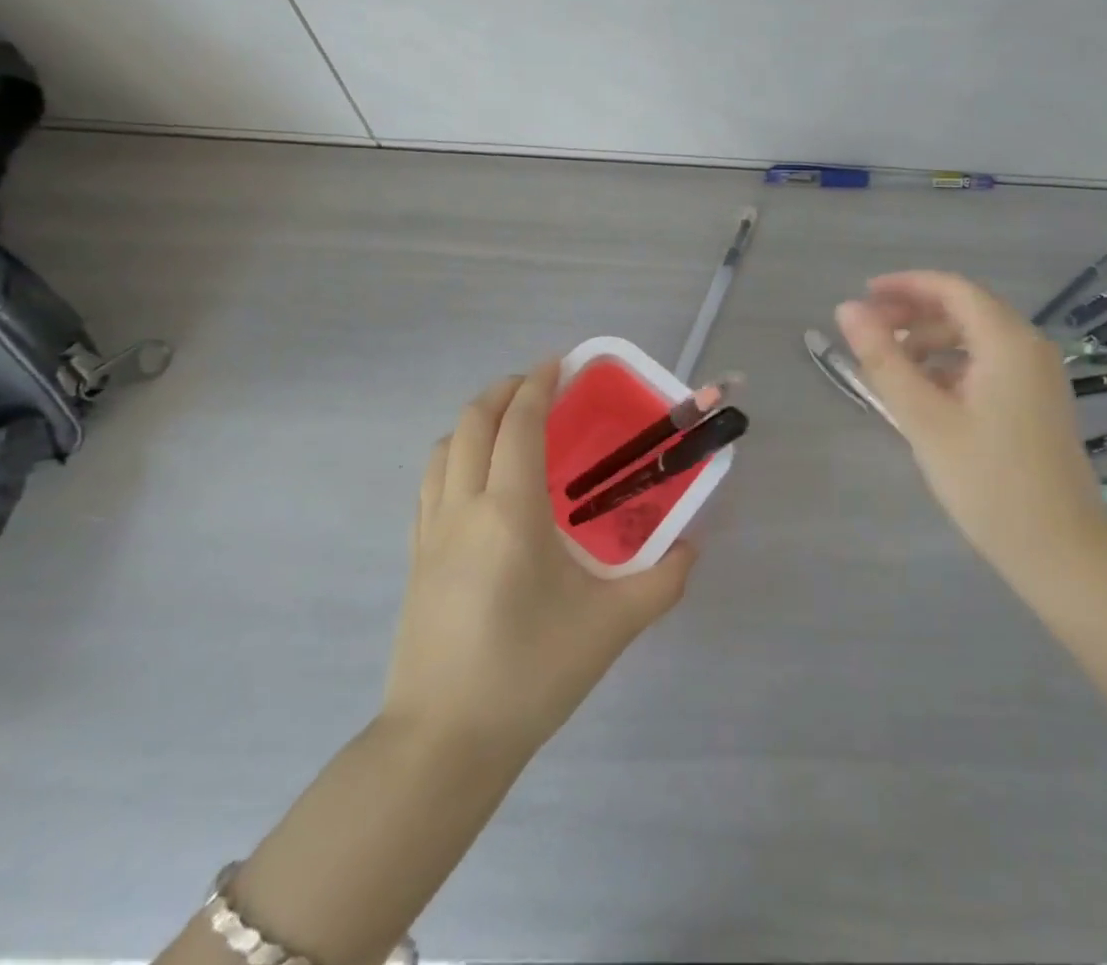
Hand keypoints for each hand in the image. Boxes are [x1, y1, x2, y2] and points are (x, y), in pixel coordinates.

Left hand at [385, 361, 695, 760]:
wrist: (443, 744)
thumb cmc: (530, 674)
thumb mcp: (611, 627)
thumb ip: (662, 581)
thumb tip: (691, 548)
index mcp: (510, 511)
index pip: (519, 423)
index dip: (539, 383)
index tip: (560, 362)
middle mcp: (463, 507)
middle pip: (474, 422)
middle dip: (504, 390)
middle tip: (539, 384)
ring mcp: (430, 531)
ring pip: (445, 448)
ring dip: (476, 420)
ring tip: (509, 423)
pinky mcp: (415, 558)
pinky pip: (430, 483)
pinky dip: (455, 455)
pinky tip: (479, 479)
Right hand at [835, 271, 1106, 584]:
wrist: (1060, 550)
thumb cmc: (987, 480)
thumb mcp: (923, 417)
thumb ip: (883, 359)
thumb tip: (846, 309)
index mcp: (1007, 341)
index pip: (952, 288)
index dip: (905, 286)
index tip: (864, 296)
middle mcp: (1028, 347)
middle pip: (964, 310)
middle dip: (913, 314)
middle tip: (869, 333)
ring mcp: (1037, 376)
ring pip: (975, 339)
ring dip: (930, 342)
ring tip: (890, 367)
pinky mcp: (1036, 402)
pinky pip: (987, 364)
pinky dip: (952, 366)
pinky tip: (925, 394)